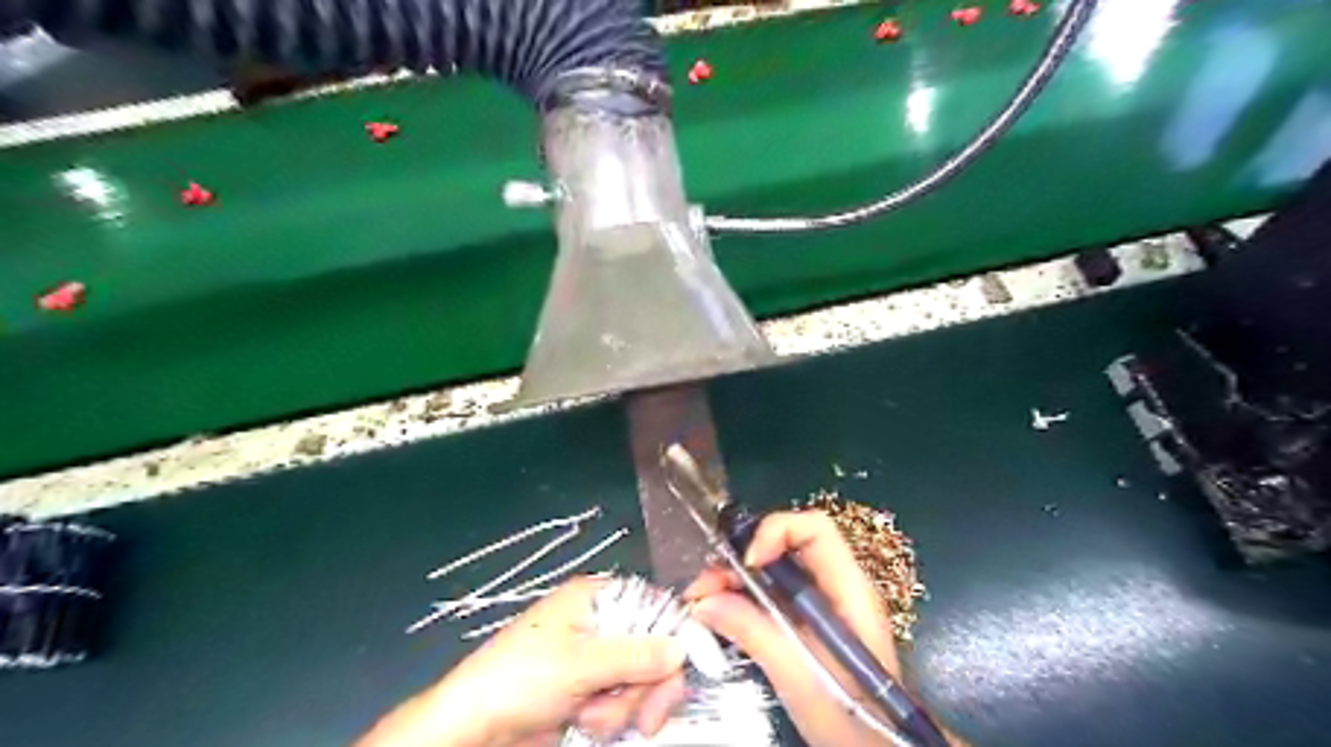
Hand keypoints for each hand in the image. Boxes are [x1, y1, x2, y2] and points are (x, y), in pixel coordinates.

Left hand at [359, 577, 691, 745]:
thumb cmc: (517, 679)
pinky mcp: (591, 693)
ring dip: (625, 707)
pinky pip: (625, 703)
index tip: (687, 664)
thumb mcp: (579, 665)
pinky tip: (590, 724)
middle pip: (654, 647)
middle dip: (648, 684)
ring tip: (592, 716)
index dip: (673, 633)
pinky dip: (615, 718)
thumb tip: (681, 648)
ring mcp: (596, 662)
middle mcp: (599, 625)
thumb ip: (635, 656)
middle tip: (645, 714)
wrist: (474, 732)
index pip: (652, 605)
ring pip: (642, 680)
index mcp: (594, 598)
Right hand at [687, 511, 957, 746]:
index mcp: (849, 589)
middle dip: (743, 556)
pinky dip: (744, 598)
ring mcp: (823, 603)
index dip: (776, 532)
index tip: (745, 563)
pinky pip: (773, 594)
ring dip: (737, 578)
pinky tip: (719, 612)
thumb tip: (704, 602)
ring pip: (775, 569)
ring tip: (703, 599)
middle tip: (706, 583)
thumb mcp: (799, 677)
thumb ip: (755, 633)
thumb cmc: (852, 719)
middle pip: (788, 545)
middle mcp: (837, 585)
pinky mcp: (809, 622)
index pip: (815, 530)